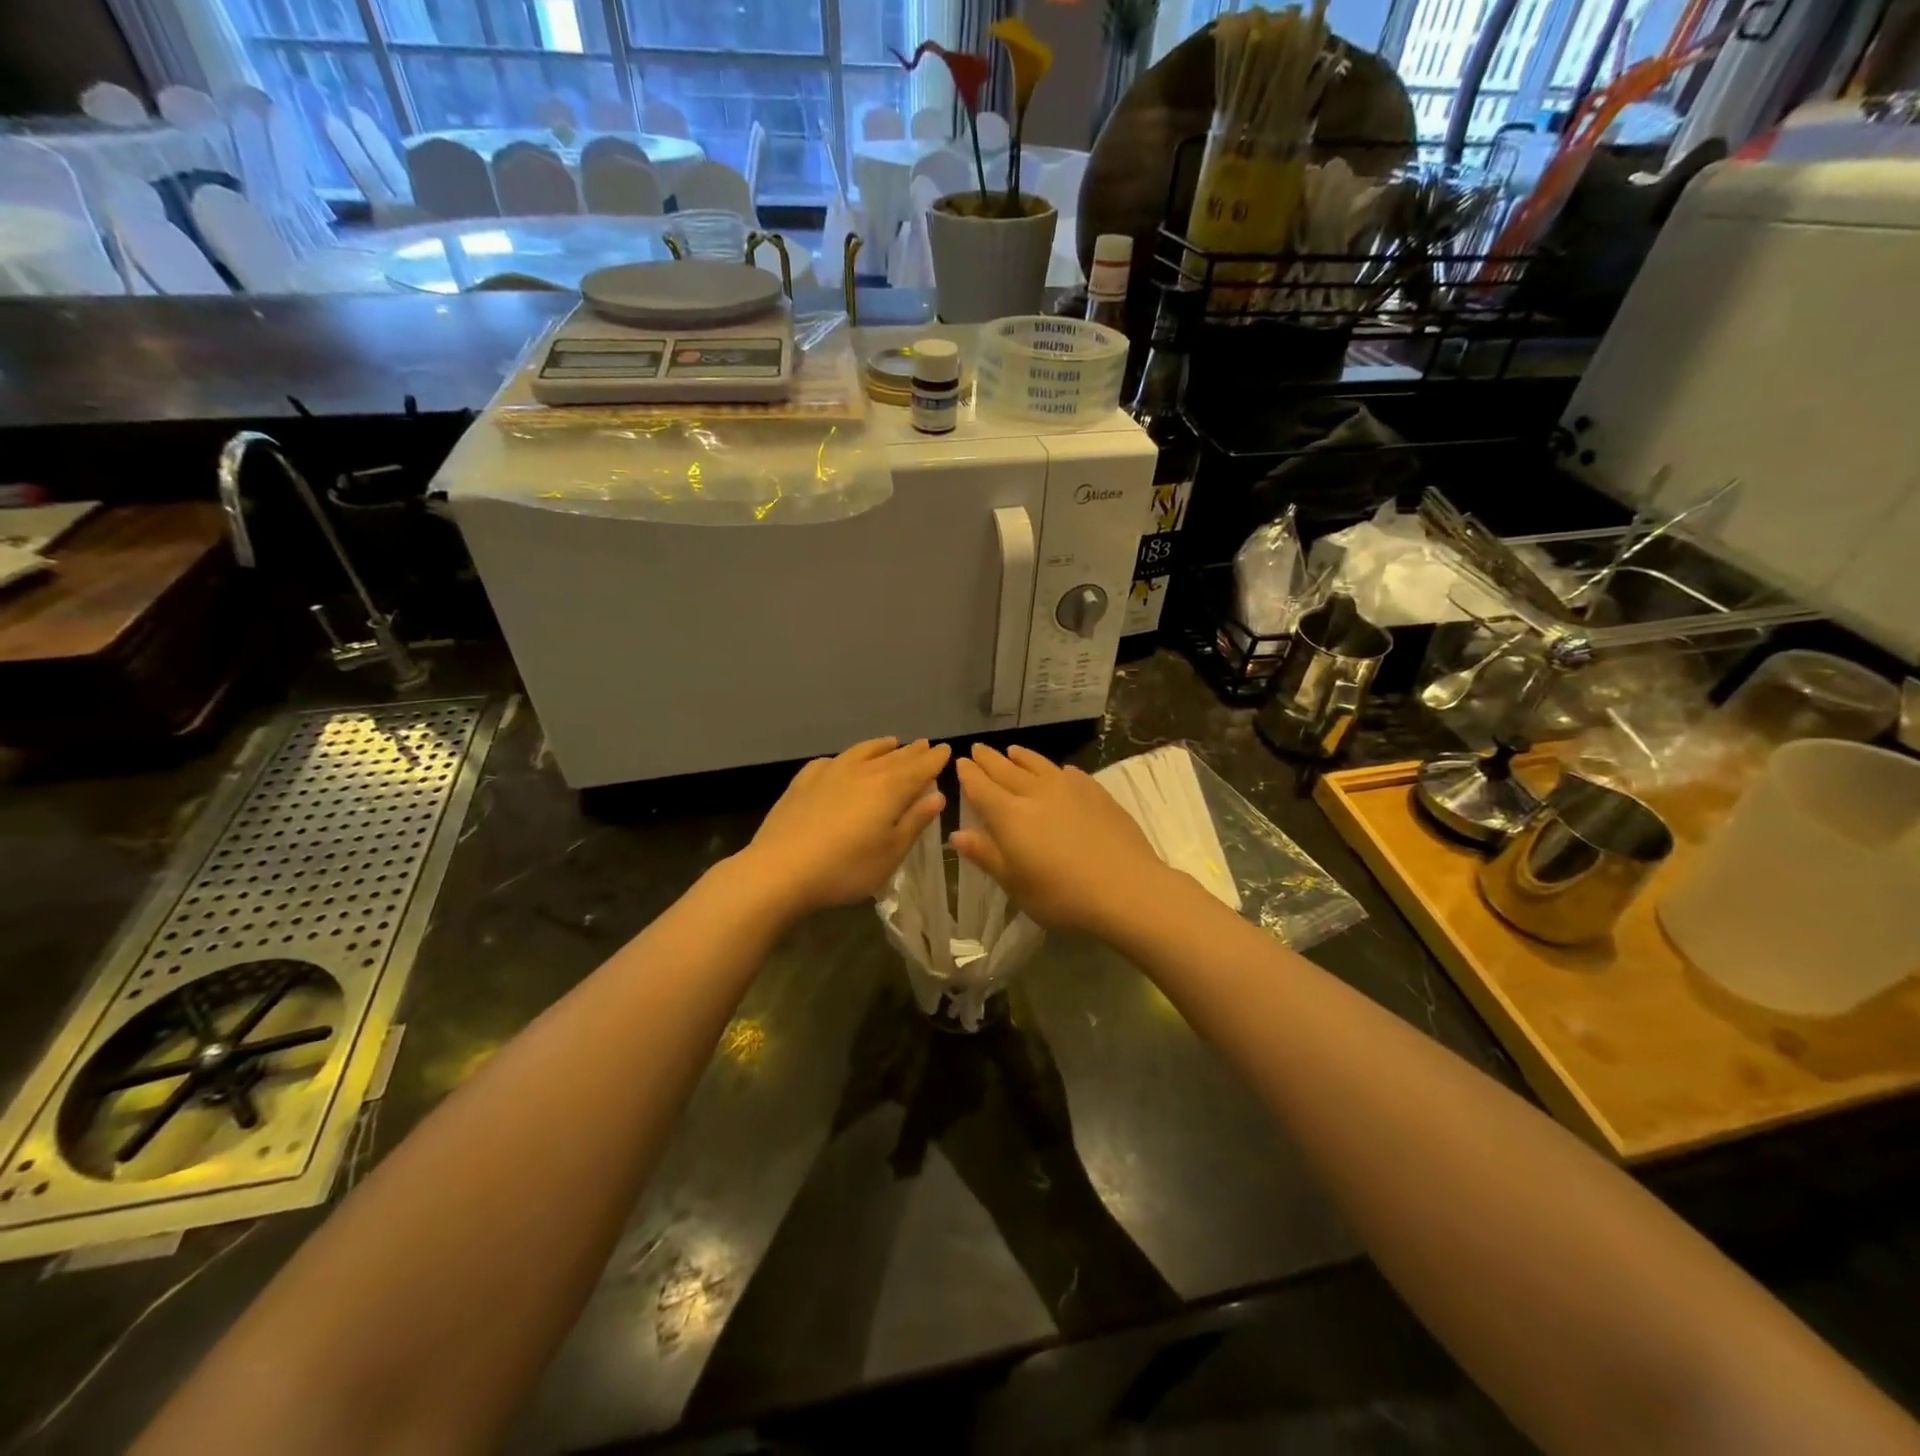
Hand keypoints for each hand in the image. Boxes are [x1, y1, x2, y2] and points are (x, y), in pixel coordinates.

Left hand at [737, 737, 949, 916]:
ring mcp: (830, 773)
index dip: (935, 759)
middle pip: (894, 757)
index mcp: (890, 789)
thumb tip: (937, 795)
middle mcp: (862, 772)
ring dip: (880, 746)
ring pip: (862, 752)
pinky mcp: (803, 782)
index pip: (920, 768)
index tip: (946, 749)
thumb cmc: (846, 868)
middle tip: (924, 744)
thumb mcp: (891, 853)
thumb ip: (915, 821)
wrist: (780, 869)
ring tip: (891, 742)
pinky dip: (844, 758)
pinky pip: (830, 761)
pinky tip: (841, 762)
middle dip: (912, 751)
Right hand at [951, 745, 1172, 935]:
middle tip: (977, 749)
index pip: (981, 788)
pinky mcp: (1097, 793)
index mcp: (1010, 815)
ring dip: (1021, 757)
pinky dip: (1055, 769)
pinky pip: (1069, 773)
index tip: (960, 763)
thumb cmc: (1062, 895)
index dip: (968, 775)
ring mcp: (1069, 789)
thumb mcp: (1015, 884)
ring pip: (1038, 765)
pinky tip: (1059, 771)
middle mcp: (1036, 793)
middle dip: (989, 760)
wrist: (1126, 888)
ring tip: (1012, 751)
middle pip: (1006, 770)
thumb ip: (986, 855)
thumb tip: (957, 834)